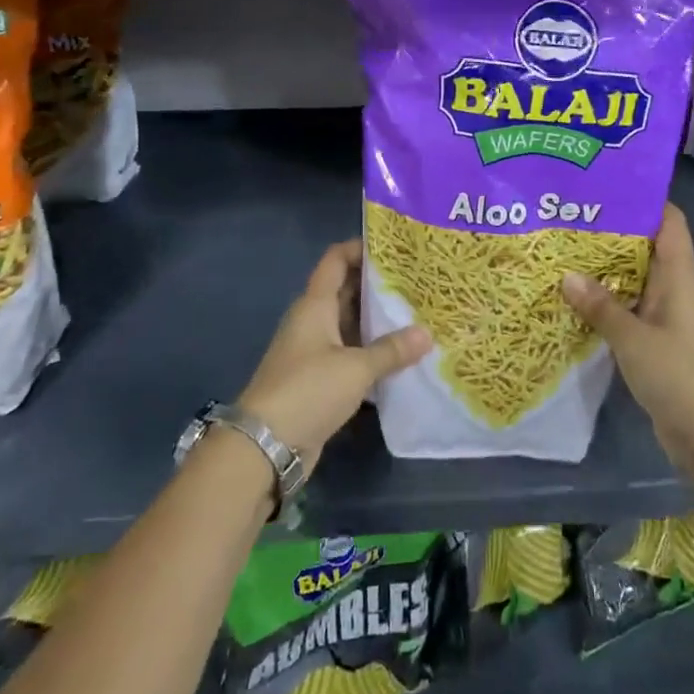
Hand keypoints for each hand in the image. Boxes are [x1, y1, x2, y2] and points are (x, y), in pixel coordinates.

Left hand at [238, 240, 430, 471]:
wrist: (265, 446)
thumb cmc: (308, 390)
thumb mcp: (356, 368)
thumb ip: (392, 350)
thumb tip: (427, 334)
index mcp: (315, 305)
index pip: (336, 260)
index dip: (361, 248)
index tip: (394, 246)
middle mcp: (313, 321)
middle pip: (346, 290)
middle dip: (378, 285)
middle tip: (418, 280)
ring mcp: (314, 351)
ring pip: (350, 324)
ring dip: (378, 321)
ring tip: (418, 313)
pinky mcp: (319, 380)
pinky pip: (350, 354)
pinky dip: (372, 352)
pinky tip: (402, 356)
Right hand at [563, 204, 693, 499]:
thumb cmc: (681, 377)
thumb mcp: (634, 339)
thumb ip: (601, 307)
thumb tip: (566, 275)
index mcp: (679, 277)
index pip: (669, 221)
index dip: (643, 199)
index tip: (605, 185)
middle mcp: (674, 290)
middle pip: (645, 248)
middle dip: (610, 233)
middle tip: (567, 218)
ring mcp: (666, 319)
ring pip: (633, 281)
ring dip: (604, 271)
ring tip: (560, 253)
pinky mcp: (657, 346)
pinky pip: (629, 313)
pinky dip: (605, 305)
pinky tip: (574, 302)